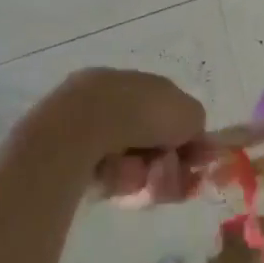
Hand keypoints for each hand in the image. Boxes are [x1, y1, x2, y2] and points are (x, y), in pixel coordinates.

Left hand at [20, 69, 206, 203]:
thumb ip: (196, 125)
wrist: (82, 128)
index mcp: (140, 82)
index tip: (195, 162)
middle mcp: (113, 99)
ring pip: (131, 162)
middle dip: (165, 164)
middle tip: (167, 177)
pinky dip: (117, 181)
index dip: (187, 140)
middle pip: (151, 143)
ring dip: (144, 175)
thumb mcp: (190, 113)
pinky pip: (105, 174)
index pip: (170, 114)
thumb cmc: (143, 113)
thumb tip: (192, 137)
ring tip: (139, 179)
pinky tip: (115, 179)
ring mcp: (88, 126)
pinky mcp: (66, 154)